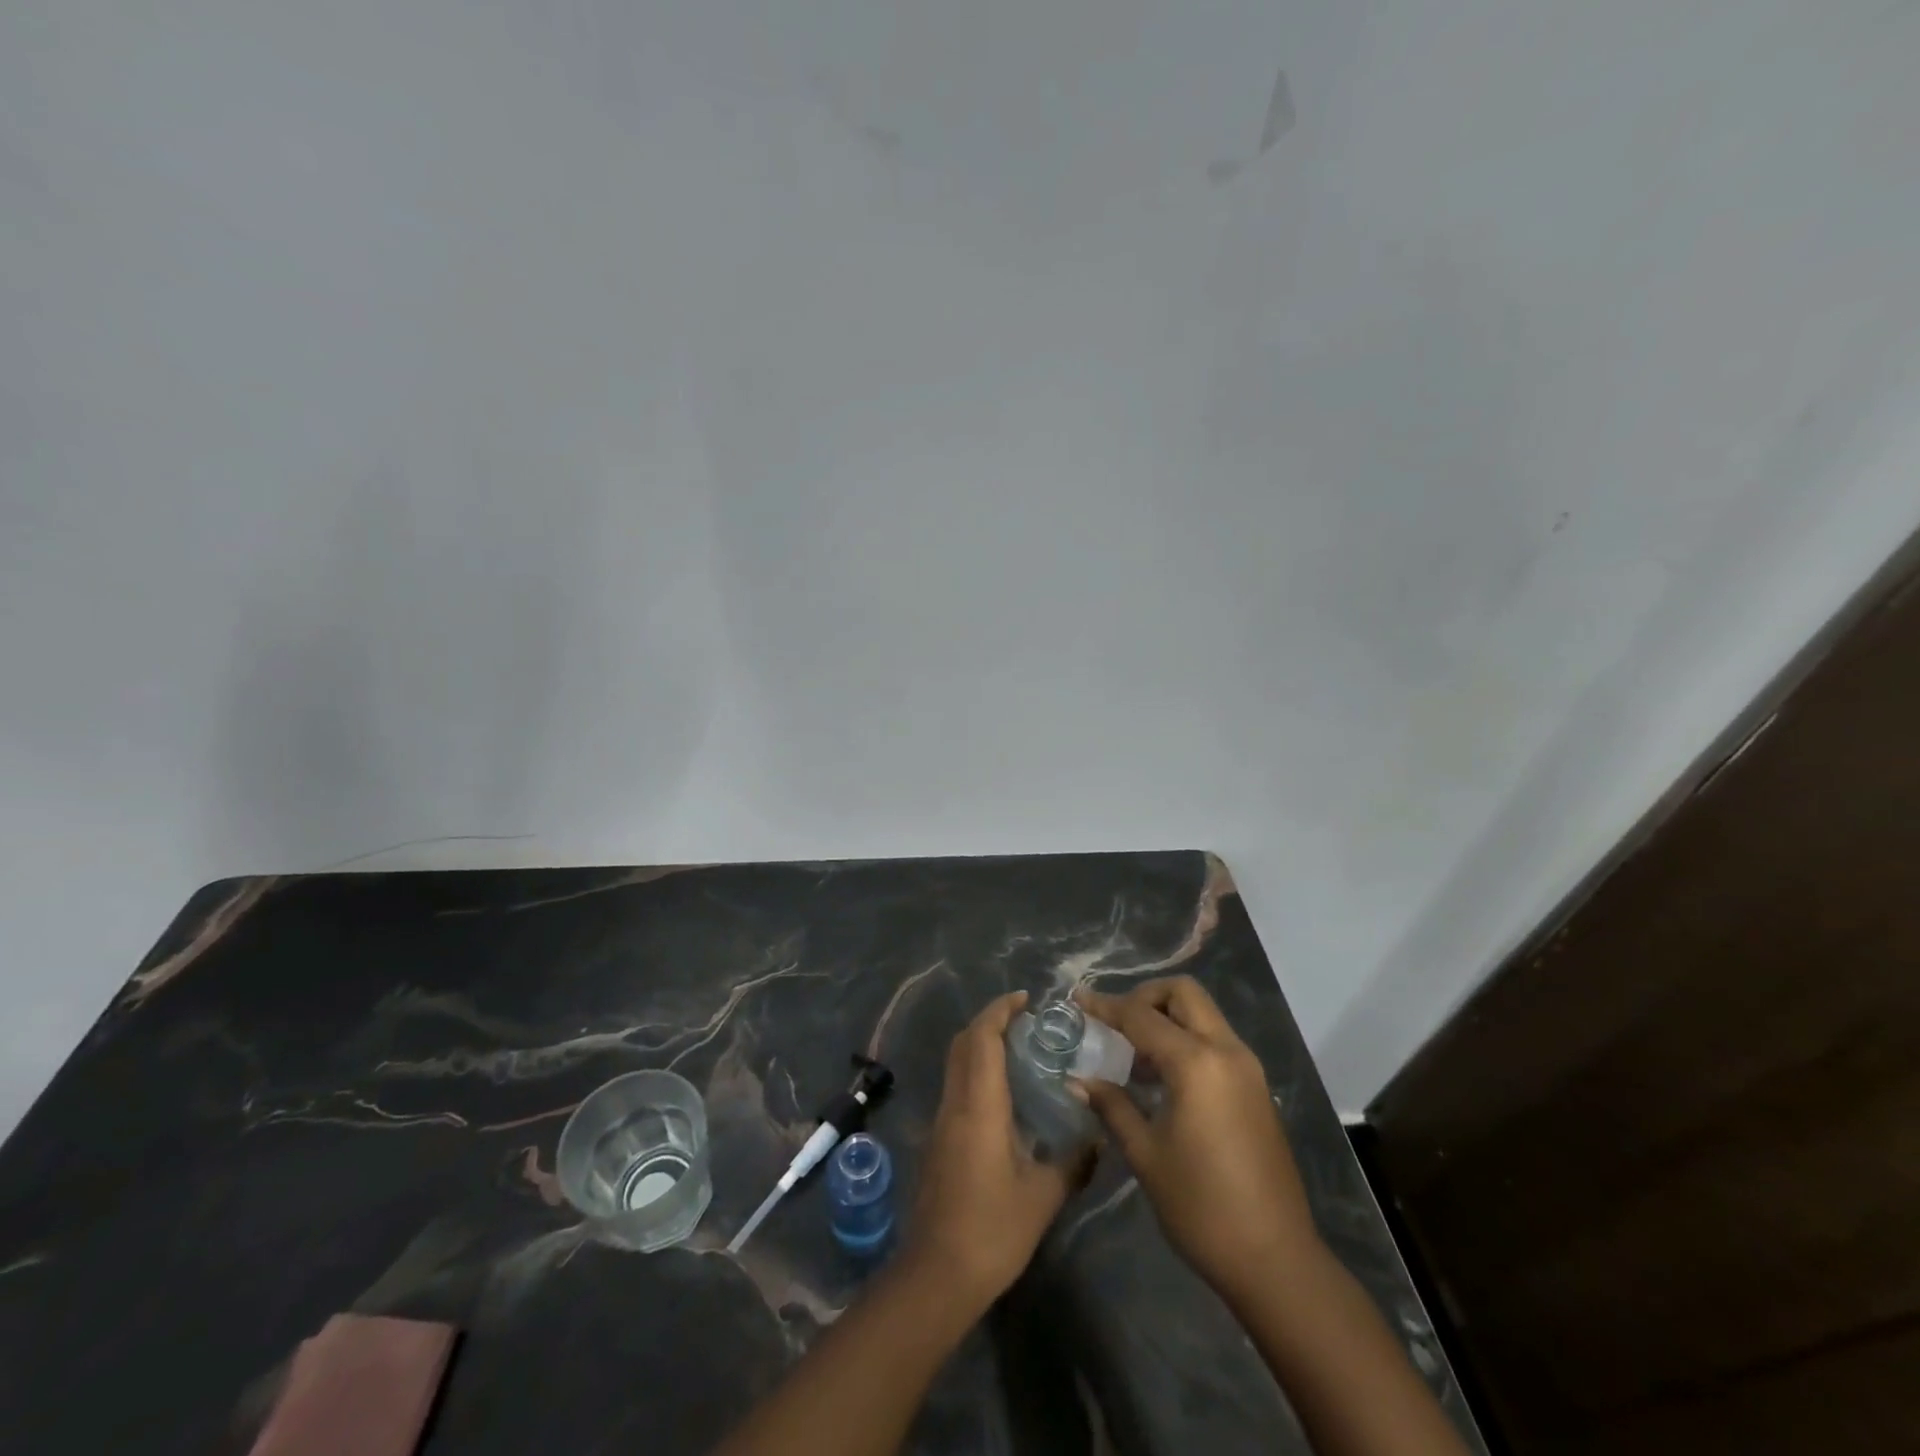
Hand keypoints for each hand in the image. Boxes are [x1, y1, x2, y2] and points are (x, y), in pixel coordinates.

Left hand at [902, 991, 1078, 1308]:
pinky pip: (956, 1087)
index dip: (1000, 1011)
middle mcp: (954, 1104)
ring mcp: (941, 1122)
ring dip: (981, 1045)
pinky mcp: (937, 1141)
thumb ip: (1072, 1162)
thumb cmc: (992, 1230)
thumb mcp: (1042, 1197)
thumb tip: (1097, 1138)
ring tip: (1020, 1050)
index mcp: (979, 1106)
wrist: (936, 1275)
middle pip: (963, 1043)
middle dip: (990, 1021)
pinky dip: (976, 1071)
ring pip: (956, 1064)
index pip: (982, 1039)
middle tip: (1025, 1020)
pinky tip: (1004, 1094)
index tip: (1024, 999)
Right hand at [1073, 977, 1320, 1295]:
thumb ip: (1112, 1106)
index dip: (1105, 1006)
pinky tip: (1163, 1079)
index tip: (1077, 999)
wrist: (1275, 1261)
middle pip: (1183, 994)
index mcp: (1196, 1063)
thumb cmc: (1201, 1207)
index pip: (1141, 1016)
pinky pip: (1216, 1041)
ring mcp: (1248, 1068)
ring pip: (1203, 1015)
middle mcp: (1226, 1051)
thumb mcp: (1146, 1154)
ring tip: (1134, 1055)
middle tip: (1116, 1023)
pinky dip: (1187, 1040)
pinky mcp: (1256, 1088)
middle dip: (1145, 997)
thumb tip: (1078, 1080)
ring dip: (1167, 1018)